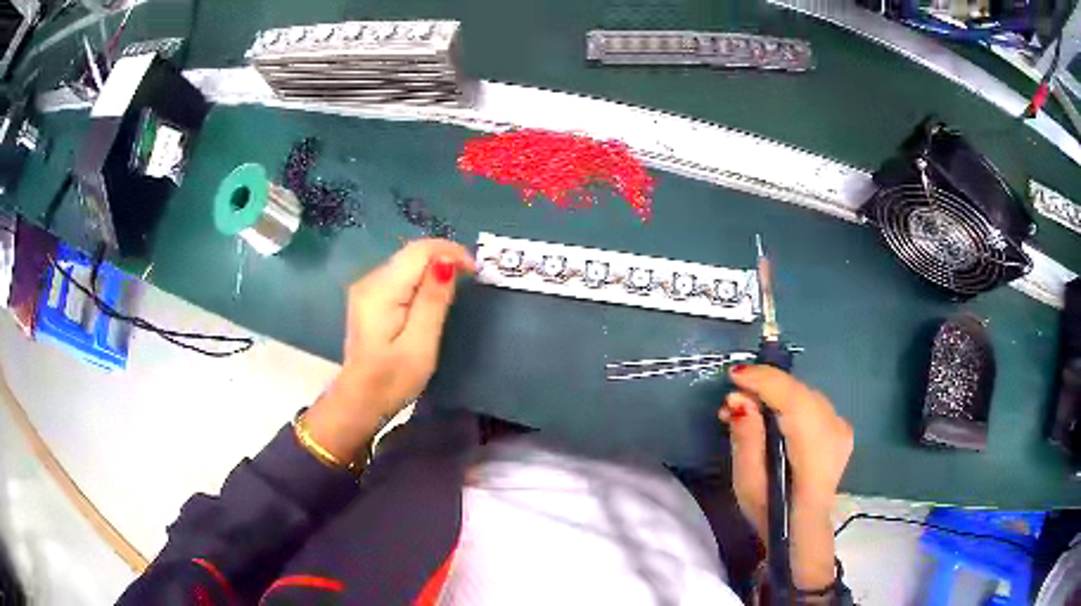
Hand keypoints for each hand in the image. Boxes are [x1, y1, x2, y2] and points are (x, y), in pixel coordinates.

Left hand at [303, 239, 474, 460]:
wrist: (359, 401)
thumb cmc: (392, 379)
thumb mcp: (420, 344)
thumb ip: (433, 300)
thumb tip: (447, 261)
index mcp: (382, 290)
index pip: (419, 251)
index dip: (450, 251)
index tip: (474, 270)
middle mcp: (370, 280)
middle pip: (411, 255)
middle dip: (443, 259)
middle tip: (470, 280)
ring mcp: (366, 289)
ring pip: (406, 264)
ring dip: (432, 270)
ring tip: (455, 290)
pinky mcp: (368, 299)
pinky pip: (399, 277)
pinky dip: (419, 281)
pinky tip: (430, 299)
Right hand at [718, 364, 852, 589]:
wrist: (802, 530)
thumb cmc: (771, 512)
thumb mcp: (747, 483)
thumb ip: (746, 439)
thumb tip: (740, 401)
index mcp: (815, 450)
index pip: (793, 399)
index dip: (764, 381)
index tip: (734, 375)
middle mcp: (835, 432)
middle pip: (800, 393)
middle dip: (765, 387)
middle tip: (732, 400)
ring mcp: (842, 429)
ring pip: (805, 396)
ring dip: (775, 395)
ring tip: (745, 410)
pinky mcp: (841, 429)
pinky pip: (812, 405)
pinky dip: (789, 403)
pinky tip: (770, 416)